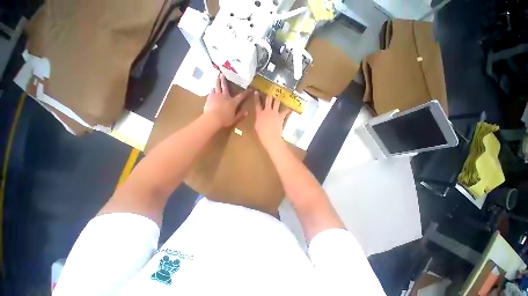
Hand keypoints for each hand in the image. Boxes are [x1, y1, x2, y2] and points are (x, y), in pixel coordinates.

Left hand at [203, 74, 250, 127]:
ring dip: (217, 82)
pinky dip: (212, 90)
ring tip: (217, 78)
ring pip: (217, 87)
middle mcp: (225, 96)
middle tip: (223, 74)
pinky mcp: (210, 97)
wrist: (212, 119)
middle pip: (225, 87)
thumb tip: (247, 112)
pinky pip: (211, 91)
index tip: (250, 89)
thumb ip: (240, 115)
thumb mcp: (234, 119)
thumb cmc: (225, 120)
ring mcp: (217, 96)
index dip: (246, 93)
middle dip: (225, 81)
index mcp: (233, 102)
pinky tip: (212, 89)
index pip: (241, 96)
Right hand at [254, 91, 290, 148]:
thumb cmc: (262, 134)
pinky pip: (285, 111)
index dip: (257, 97)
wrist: (270, 137)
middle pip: (267, 100)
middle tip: (270, 88)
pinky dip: (288, 109)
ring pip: (276, 102)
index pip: (257, 103)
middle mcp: (267, 111)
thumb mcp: (256, 126)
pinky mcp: (280, 116)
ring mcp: (274, 113)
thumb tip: (259, 116)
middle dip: (269, 93)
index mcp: (259, 114)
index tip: (257, 91)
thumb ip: (258, 119)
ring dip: (278, 97)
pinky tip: (292, 106)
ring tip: (280, 93)